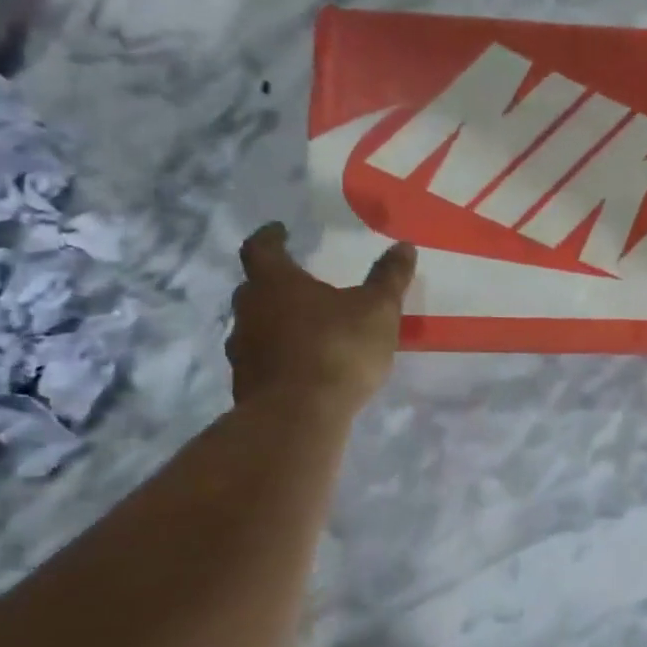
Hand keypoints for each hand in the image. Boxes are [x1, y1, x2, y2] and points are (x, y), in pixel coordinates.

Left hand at [228, 224, 414, 414]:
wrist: (298, 416)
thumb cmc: (338, 348)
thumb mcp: (378, 309)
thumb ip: (389, 278)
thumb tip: (403, 246)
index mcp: (275, 283)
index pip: (261, 248)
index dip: (270, 237)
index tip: (280, 231)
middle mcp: (249, 310)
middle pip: (254, 287)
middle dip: (274, 282)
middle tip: (299, 281)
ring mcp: (243, 350)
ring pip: (255, 325)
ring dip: (275, 321)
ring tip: (305, 326)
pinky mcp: (246, 384)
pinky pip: (262, 358)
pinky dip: (279, 354)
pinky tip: (303, 364)